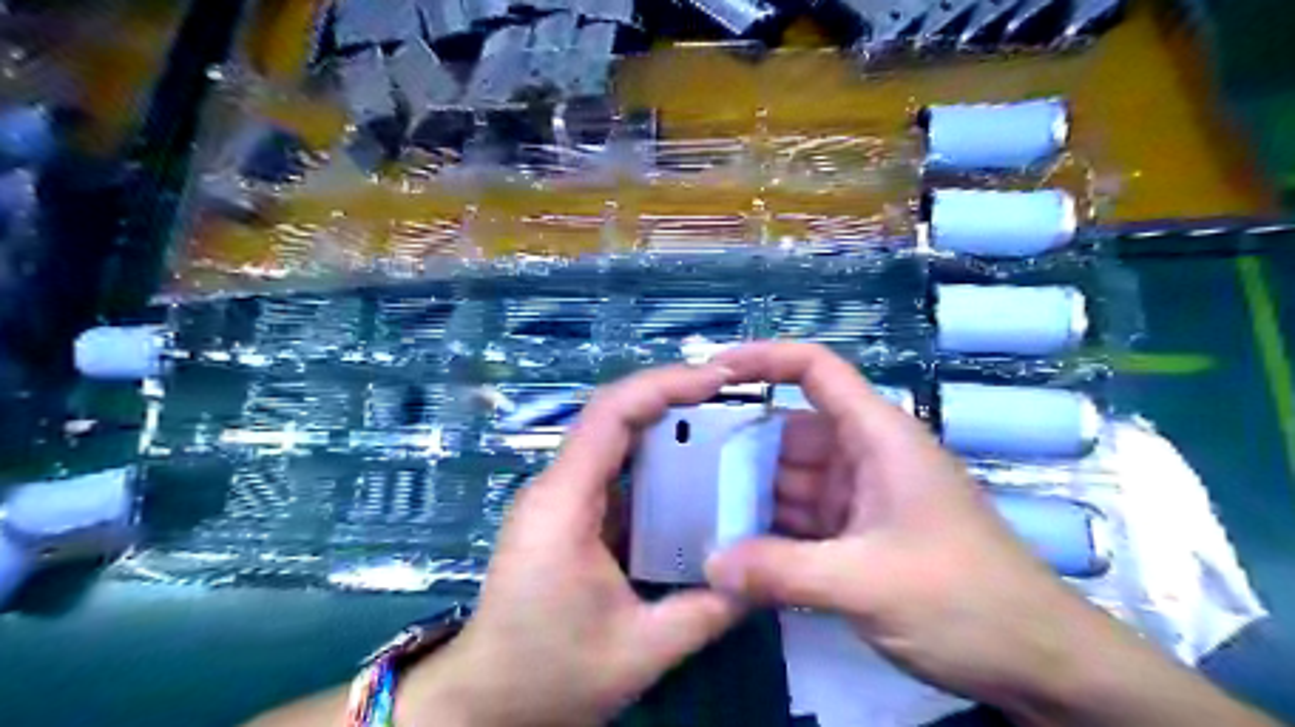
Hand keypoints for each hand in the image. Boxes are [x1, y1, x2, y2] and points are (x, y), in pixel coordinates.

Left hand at [402, 365, 743, 726]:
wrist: (484, 702)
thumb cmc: (549, 675)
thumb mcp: (640, 651)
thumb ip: (707, 612)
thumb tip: (762, 577)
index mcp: (564, 504)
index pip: (612, 414)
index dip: (665, 385)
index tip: (718, 378)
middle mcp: (557, 487)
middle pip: (613, 415)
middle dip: (673, 395)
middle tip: (732, 395)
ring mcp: (559, 498)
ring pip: (615, 440)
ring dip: (666, 425)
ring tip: (723, 425)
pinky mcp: (567, 514)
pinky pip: (615, 472)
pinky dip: (656, 463)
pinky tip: (693, 475)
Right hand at [699, 343, 1112, 711]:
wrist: (1039, 664)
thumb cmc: (965, 602)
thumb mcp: (866, 583)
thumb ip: (781, 572)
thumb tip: (710, 564)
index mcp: (878, 436)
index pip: (816, 370)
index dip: (764, 359)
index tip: (712, 373)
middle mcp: (866, 456)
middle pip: (790, 432)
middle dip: (740, 448)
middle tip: (682, 466)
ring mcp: (861, 498)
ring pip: (791, 481)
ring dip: (751, 495)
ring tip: (695, 509)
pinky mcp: (858, 536)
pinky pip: (802, 520)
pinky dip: (770, 530)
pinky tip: (734, 547)